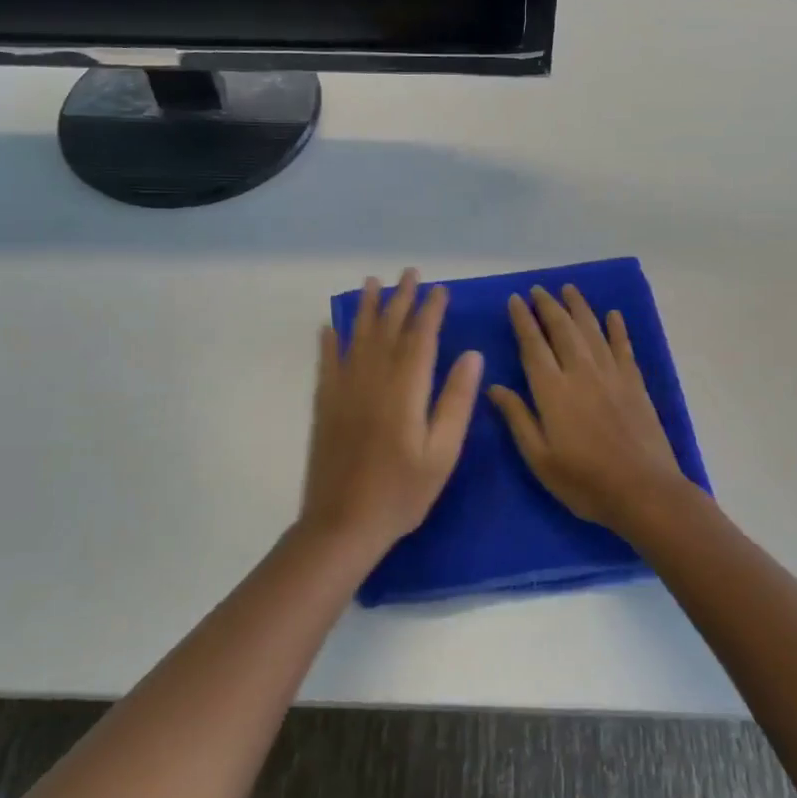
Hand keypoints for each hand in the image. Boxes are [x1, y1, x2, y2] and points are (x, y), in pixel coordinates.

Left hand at [300, 269, 483, 554]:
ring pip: (357, 337)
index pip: (421, 338)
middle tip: (409, 273)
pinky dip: (329, 341)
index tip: (439, 290)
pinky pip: (327, 362)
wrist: (342, 524)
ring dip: (365, 308)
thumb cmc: (401, 493)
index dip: (430, 311)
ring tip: (371, 283)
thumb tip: (471, 355)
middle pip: (388, 329)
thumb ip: (455, 401)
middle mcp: (373, 379)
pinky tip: (330, 326)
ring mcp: (344, 389)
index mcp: (405, 390)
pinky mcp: (325, 404)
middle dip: (400, 299)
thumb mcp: (442, 453)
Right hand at [487, 285, 698, 536]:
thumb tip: (493, 387)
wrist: (643, 491)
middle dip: (548, 306)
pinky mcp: (634, 382)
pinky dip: (617, 328)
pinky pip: (623, 346)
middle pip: (562, 329)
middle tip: (537, 289)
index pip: (533, 345)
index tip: (514, 300)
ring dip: (579, 307)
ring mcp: (611, 374)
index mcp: (552, 390)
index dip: (522, 320)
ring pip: (592, 330)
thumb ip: (518, 418)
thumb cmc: (584, 481)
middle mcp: (581, 372)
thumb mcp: (539, 458)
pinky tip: (613, 315)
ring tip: (568, 289)